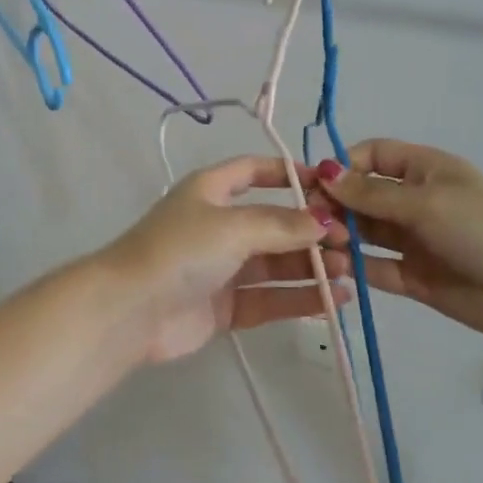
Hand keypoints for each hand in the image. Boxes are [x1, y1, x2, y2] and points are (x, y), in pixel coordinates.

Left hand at [99, 156, 348, 363]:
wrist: (131, 310)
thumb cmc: (181, 250)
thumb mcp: (233, 226)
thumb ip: (281, 224)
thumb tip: (325, 221)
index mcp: (211, 191)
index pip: (254, 171)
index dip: (290, 174)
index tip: (330, 186)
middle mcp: (217, 225)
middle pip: (272, 221)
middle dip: (310, 229)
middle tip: (350, 241)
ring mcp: (221, 267)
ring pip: (275, 262)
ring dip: (311, 265)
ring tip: (349, 270)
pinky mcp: (225, 306)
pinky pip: (270, 297)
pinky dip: (300, 297)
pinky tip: (336, 299)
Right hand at [318, 139, 482, 349]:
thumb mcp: (426, 202)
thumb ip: (371, 194)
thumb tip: (323, 172)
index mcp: (424, 170)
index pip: (372, 156)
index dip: (343, 165)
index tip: (316, 183)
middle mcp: (415, 201)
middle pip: (362, 195)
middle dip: (336, 203)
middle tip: (309, 219)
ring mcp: (414, 240)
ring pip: (365, 231)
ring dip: (341, 234)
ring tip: (321, 244)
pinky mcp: (414, 277)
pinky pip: (376, 267)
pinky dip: (356, 267)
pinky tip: (336, 269)